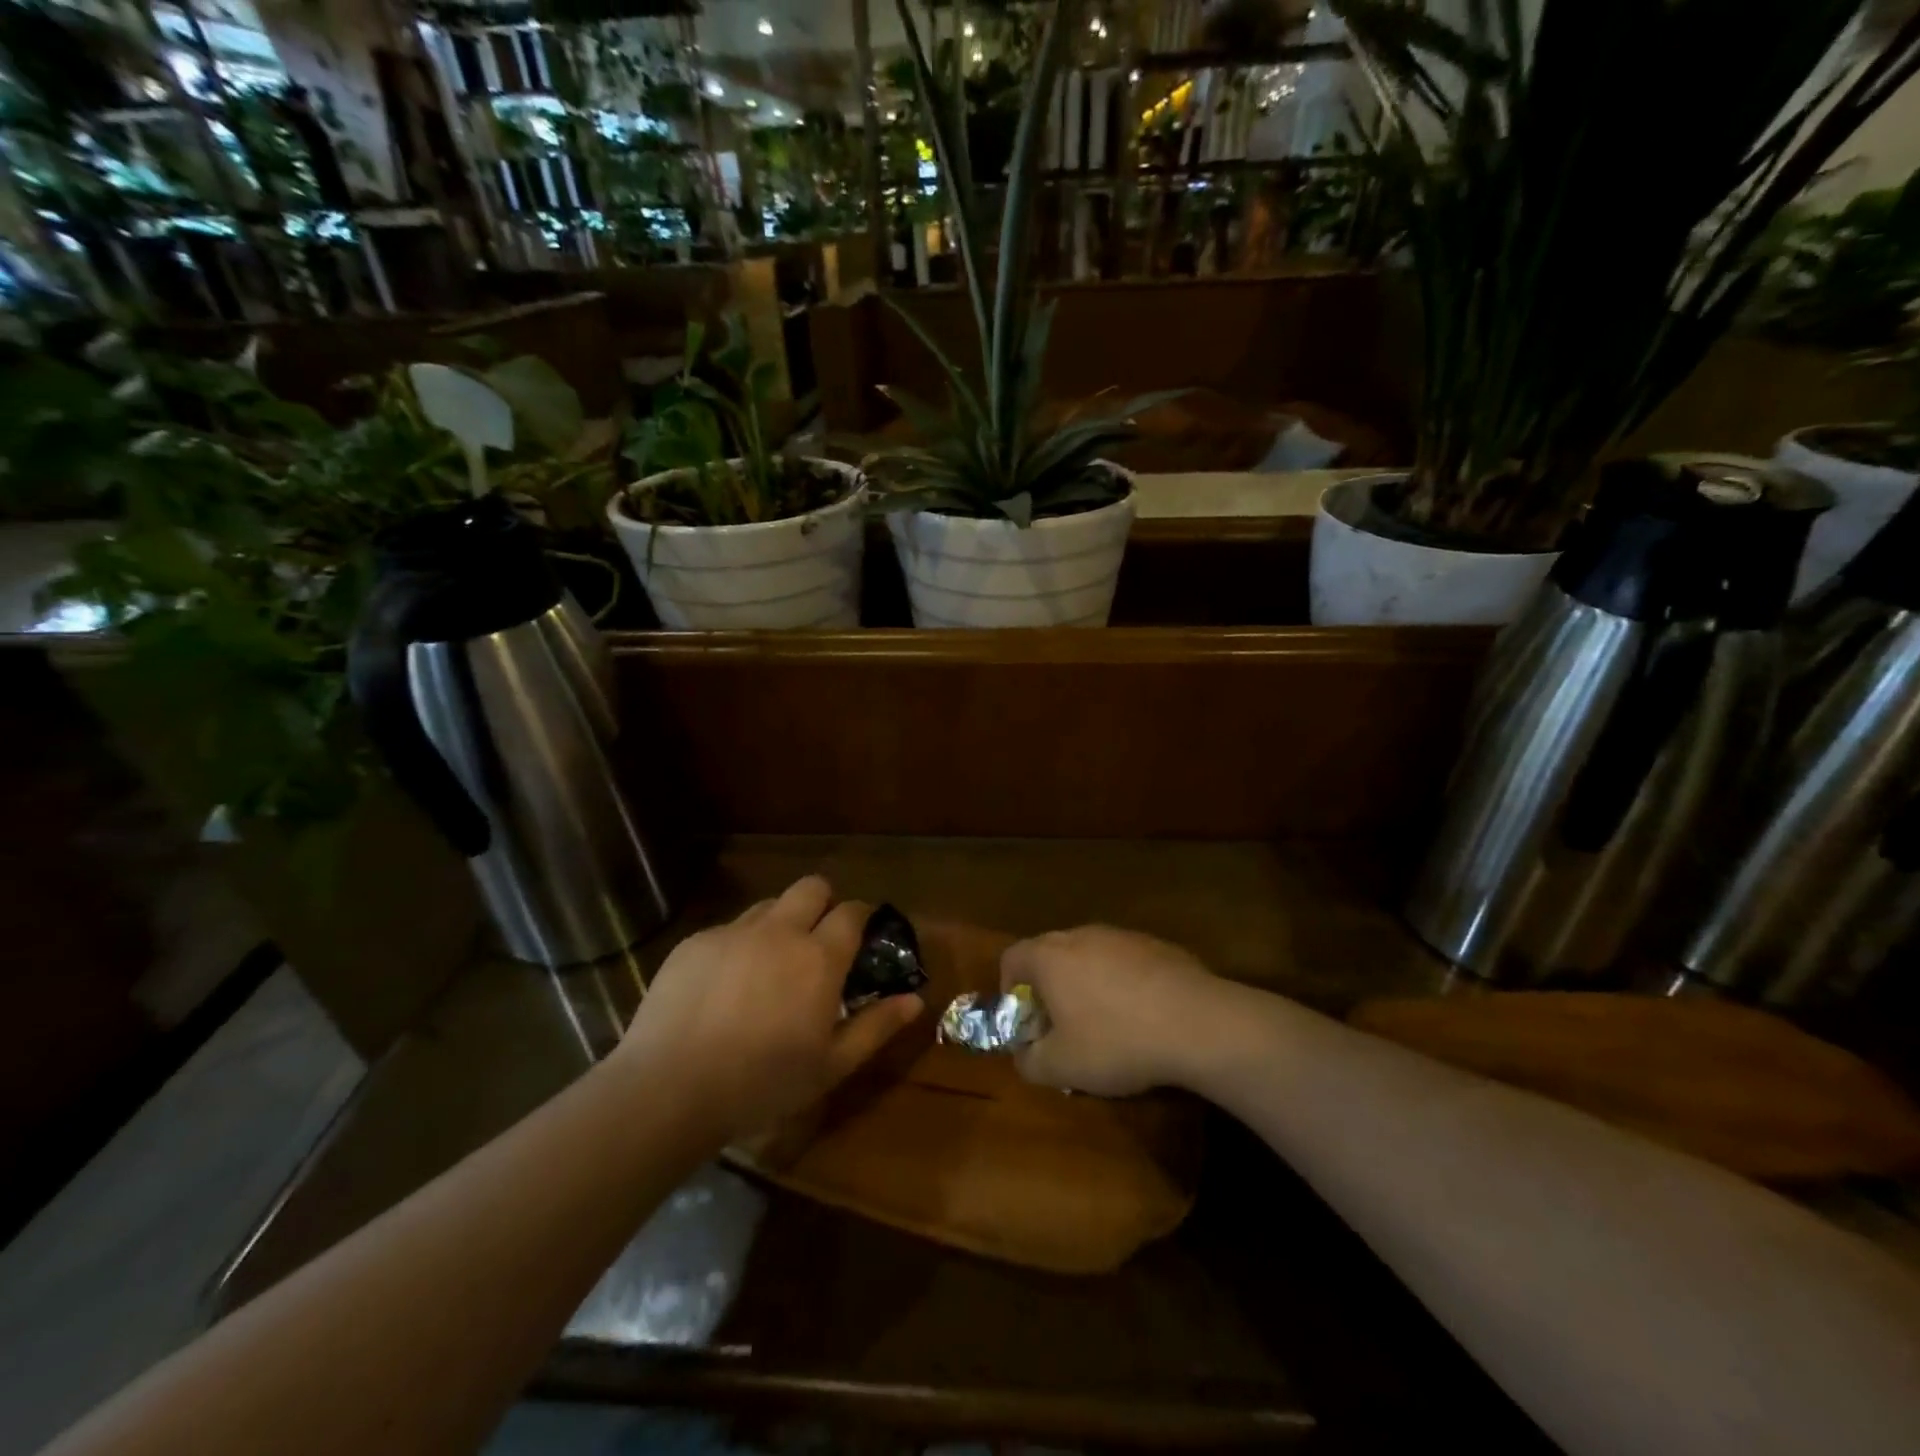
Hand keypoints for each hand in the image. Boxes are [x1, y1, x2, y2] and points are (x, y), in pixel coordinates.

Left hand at [618, 876, 922, 1140]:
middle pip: (812, 887)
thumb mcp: (831, 1065)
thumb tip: (915, 999)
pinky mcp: (694, 942)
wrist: (669, 1089)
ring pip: (768, 905)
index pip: (852, 911)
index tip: (863, 932)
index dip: (862, 915)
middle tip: (819, 939)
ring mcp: (733, 932)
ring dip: (781, 922)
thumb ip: (877, 1026)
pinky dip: (739, 946)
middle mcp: (780, 931)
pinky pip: (728, 929)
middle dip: (824, 902)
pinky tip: (725, 987)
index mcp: (819, 957)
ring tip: (771, 964)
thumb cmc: (762, 1083)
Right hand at [1000, 926, 1222, 1096]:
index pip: (1012, 957)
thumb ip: (1029, 1062)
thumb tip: (1024, 1055)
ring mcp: (1122, 936)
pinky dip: (1123, 983)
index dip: (1010, 989)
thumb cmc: (1116, 1041)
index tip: (1026, 1021)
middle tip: (1061, 1026)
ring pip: (1090, 955)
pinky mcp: (1157, 945)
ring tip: (1105, 1024)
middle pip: (1050, 953)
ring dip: (1087, 984)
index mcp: (1049, 956)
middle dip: (1049, 988)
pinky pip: (1126, 962)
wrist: (1197, 1023)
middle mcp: (1081, 935)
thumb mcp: (1061, 1067)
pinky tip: (1143, 1017)